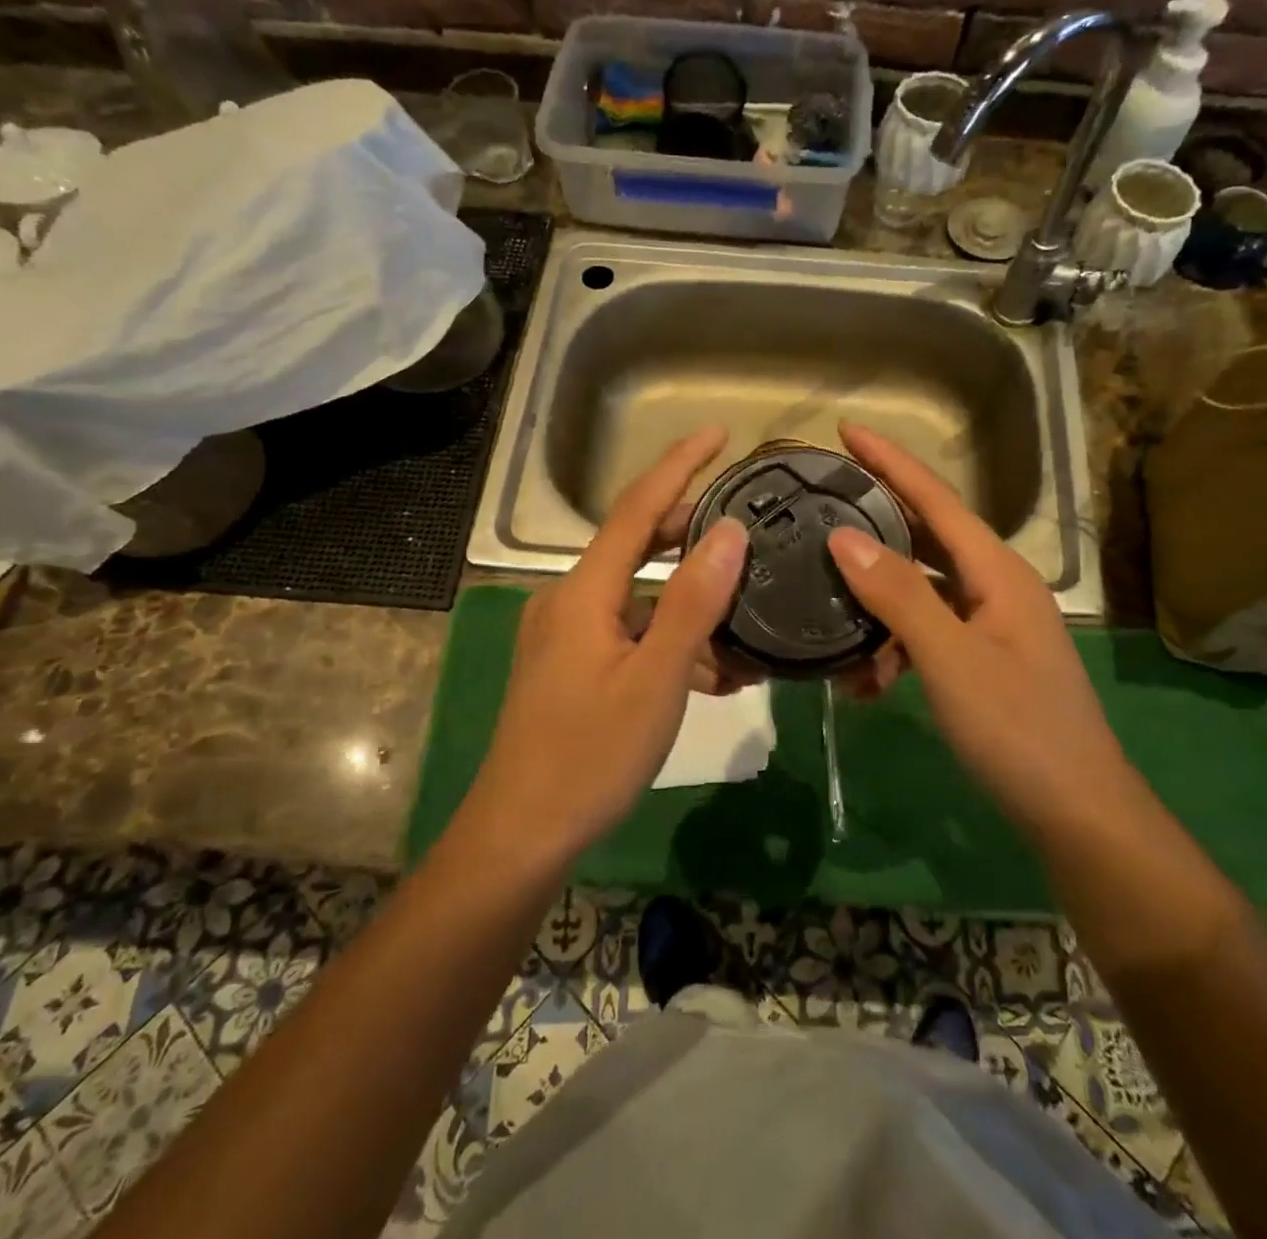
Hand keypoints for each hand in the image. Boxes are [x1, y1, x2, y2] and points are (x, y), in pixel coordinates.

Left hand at [466, 426, 747, 860]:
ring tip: (742, 615)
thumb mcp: (656, 679)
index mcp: (585, 592)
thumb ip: (692, 602)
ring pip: (638, 594)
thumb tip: (728, 531)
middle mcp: (570, 600)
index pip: (637, 507)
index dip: (679, 464)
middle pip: (636, 543)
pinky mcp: (572, 666)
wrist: (520, 834)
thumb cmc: (589, 756)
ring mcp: (567, 635)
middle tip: (746, 525)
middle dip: (690, 530)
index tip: (718, 432)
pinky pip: (629, 631)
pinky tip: (711, 671)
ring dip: (688, 597)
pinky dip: (669, 636)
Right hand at [825, 423, 1127, 841]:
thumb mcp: (950, 659)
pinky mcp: (981, 662)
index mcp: (998, 572)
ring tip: (826, 616)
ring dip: (876, 605)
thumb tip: (842, 537)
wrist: (1077, 814)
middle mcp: (995, 587)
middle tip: (819, 508)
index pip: (936, 499)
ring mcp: (990, 626)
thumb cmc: (1018, 729)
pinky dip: (893, 648)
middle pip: (925, 538)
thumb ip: (899, 594)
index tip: (847, 430)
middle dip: (875, 524)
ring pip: (920, 593)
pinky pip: (926, 635)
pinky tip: (862, 682)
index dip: (891, 461)